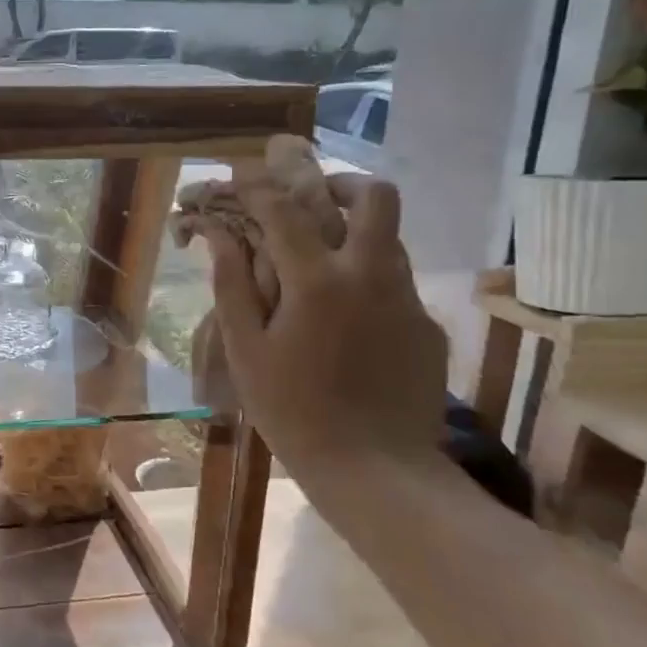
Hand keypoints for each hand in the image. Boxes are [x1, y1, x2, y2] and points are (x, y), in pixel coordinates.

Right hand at [206, 175, 446, 475]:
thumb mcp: (246, 350)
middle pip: (375, 197)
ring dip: (356, 231)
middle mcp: (371, 275)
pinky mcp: (427, 327)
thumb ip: (232, 285)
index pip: (286, 209)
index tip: (242, 176)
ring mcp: (408, 300)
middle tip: (312, 200)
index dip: (259, 186)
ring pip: (390, 237)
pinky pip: (397, 283)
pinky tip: (346, 320)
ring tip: (321, 260)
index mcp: (318, 281)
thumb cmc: (293, 411)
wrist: (375, 471)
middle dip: (341, 184)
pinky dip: (368, 279)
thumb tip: (219, 234)